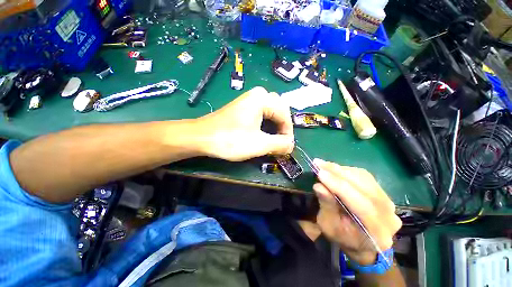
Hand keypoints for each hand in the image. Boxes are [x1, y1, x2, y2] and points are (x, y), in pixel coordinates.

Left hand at [196, 87, 294, 160]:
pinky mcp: (243, 107)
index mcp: (263, 98)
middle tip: (280, 143)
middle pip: (279, 111)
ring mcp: (249, 100)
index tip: (286, 147)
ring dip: (274, 126)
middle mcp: (257, 94)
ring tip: (272, 140)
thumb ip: (280, 144)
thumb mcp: (259, 144)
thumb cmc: (230, 139)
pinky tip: (262, 134)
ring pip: (271, 112)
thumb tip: (291, 145)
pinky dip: (266, 124)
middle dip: (282, 128)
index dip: (288, 132)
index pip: (285, 115)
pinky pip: (261, 113)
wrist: (201, 137)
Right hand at [313, 159, 401, 264]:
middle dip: (338, 173)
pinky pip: (364, 177)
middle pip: (364, 187)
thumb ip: (327, 206)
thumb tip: (319, 186)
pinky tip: (334, 169)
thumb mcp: (329, 226)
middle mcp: (389, 215)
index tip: (320, 173)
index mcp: (377, 232)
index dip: (339, 186)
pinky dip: (347, 171)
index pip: (361, 204)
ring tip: (323, 165)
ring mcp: (389, 203)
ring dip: (341, 170)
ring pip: (364, 179)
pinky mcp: (382, 193)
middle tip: (318, 163)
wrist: (362, 245)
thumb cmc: (342, 238)